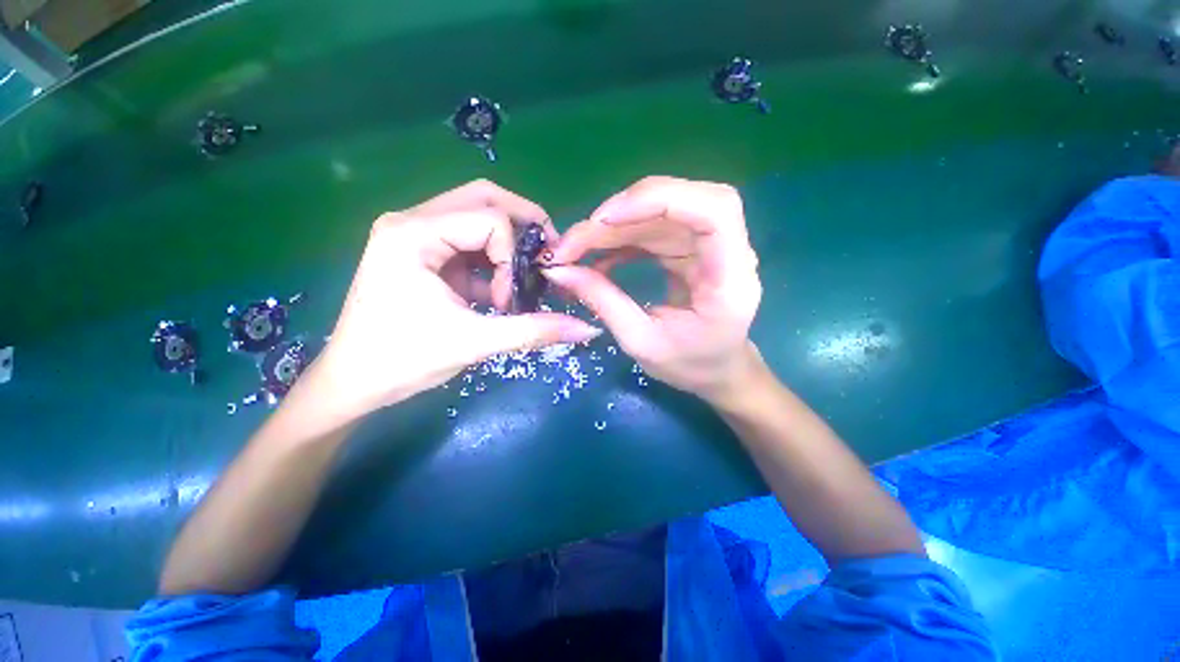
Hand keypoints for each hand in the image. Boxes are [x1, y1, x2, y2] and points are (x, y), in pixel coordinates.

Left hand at [305, 180, 601, 423]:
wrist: (352, 384)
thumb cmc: (402, 361)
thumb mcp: (474, 343)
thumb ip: (534, 331)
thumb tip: (588, 329)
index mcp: (412, 233)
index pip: (489, 218)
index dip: (514, 256)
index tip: (512, 297)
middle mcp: (411, 221)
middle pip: (484, 198)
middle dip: (524, 225)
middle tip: (547, 257)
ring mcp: (415, 235)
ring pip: (478, 217)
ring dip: (509, 246)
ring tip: (521, 280)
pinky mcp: (422, 254)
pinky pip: (469, 243)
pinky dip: (493, 263)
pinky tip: (498, 293)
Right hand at [543, 176, 762, 402]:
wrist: (716, 369)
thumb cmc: (689, 364)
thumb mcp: (641, 343)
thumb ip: (603, 302)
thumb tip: (560, 270)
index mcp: (731, 278)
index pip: (714, 209)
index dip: (658, 200)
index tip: (605, 219)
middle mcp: (727, 251)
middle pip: (679, 202)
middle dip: (620, 215)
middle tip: (574, 242)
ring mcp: (708, 245)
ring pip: (658, 213)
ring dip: (613, 227)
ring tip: (576, 250)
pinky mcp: (689, 247)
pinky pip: (652, 228)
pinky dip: (620, 237)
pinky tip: (597, 256)